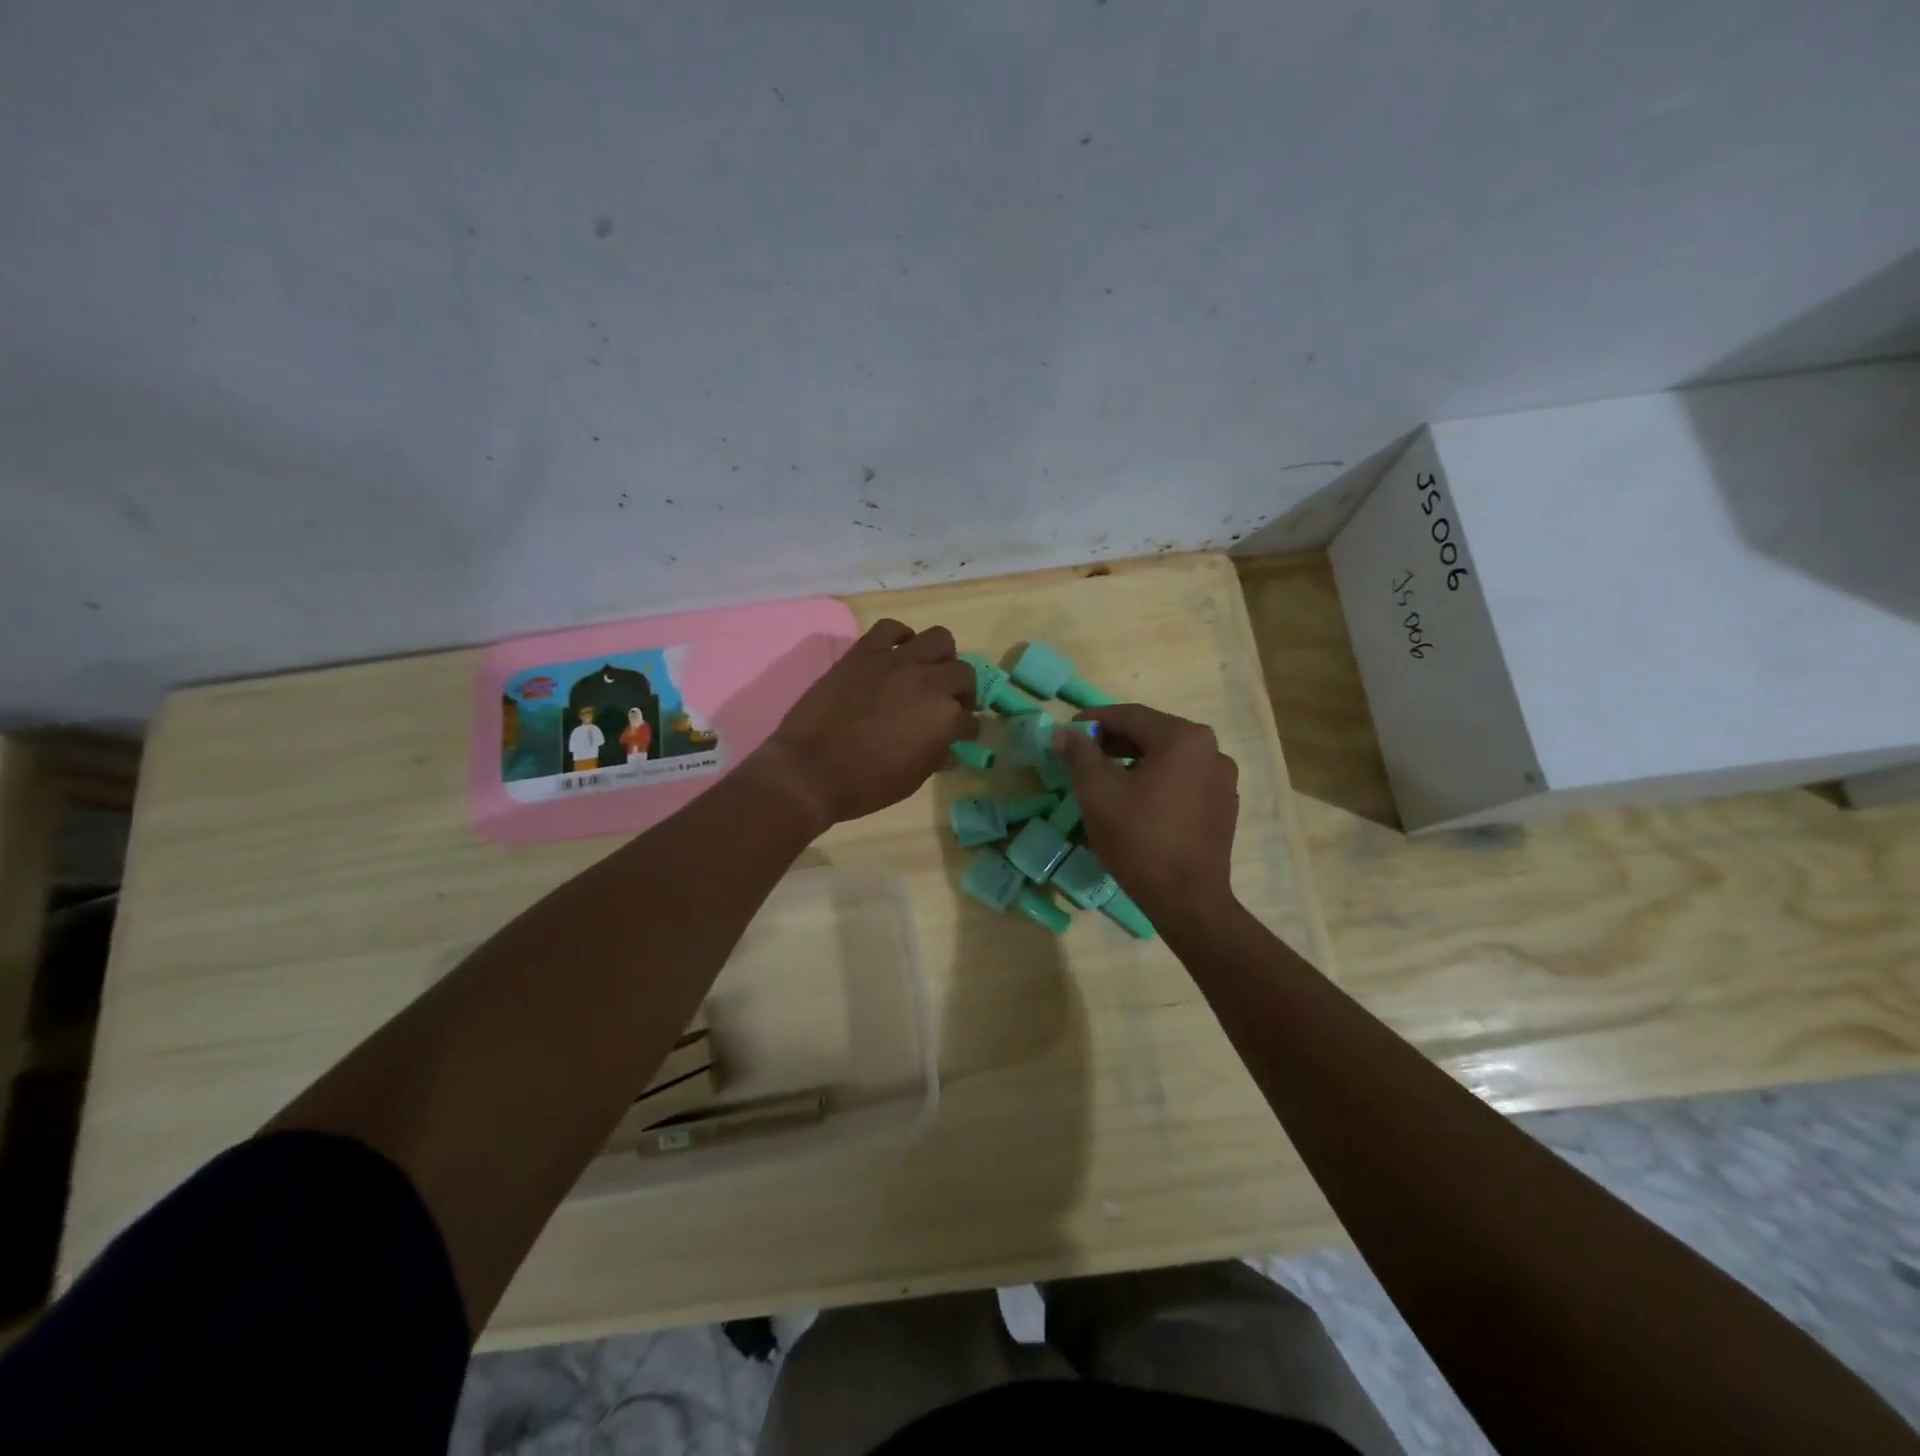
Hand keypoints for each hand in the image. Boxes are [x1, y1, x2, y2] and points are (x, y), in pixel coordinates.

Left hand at [756, 619, 975, 828]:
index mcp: (945, 718)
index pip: (970, 720)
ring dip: (940, 657)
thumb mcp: (912, 780)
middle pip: (963, 672)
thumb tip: (948, 749)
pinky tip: (896, 654)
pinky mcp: (864, 653)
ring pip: (939, 638)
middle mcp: (929, 682)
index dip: (966, 729)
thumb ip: (935, 757)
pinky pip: (891, 629)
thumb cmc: (865, 784)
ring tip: (926, 672)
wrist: (809, 770)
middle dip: (962, 691)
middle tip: (948, 703)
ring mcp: (896, 662)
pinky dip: (900, 637)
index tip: (960, 736)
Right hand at [1056, 704, 1239, 923]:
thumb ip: (1080, 755)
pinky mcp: (1224, 805)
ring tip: (1106, 776)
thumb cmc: (1139, 840)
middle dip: (1115, 740)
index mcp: (1184, 739)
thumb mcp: (1098, 793)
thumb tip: (1065, 733)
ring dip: (1136, 760)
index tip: (1069, 730)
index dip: (1095, 720)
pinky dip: (1158, 780)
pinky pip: (1184, 779)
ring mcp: (1223, 779)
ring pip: (1170, 757)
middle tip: (1083, 754)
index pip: (1131, 716)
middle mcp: (1212, 750)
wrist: (1187, 900)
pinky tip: (1137, 800)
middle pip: (1153, 734)